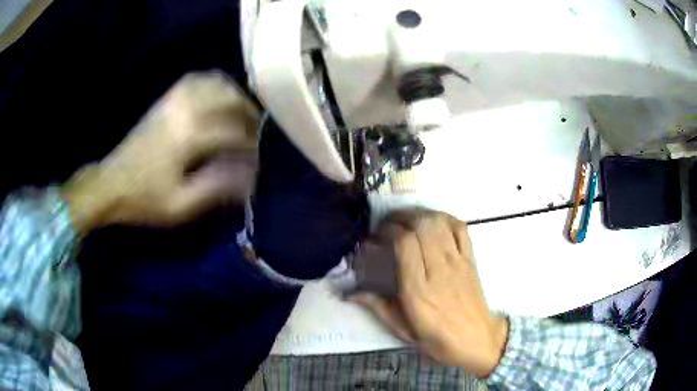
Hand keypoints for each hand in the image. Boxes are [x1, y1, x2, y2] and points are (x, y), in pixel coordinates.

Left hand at [62, 71, 258, 233]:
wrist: (110, 184)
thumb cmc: (144, 199)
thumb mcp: (180, 205)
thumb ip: (216, 188)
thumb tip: (249, 177)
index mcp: (187, 137)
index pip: (232, 132)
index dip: (250, 146)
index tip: (257, 162)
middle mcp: (182, 110)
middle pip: (227, 98)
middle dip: (247, 113)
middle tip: (256, 131)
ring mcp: (171, 102)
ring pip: (212, 83)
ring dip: (232, 93)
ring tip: (242, 110)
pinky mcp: (163, 102)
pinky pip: (193, 80)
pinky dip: (211, 83)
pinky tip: (217, 93)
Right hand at [354, 209, 508, 377]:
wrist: (475, 340)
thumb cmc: (436, 338)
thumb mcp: (402, 329)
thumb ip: (377, 307)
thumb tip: (349, 294)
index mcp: (418, 289)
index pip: (404, 243)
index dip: (388, 230)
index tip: (376, 234)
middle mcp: (439, 269)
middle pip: (422, 226)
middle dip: (400, 217)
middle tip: (387, 223)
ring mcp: (458, 261)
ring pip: (440, 223)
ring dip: (420, 214)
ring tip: (406, 219)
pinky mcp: (471, 259)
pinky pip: (461, 228)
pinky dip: (445, 217)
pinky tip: (433, 220)